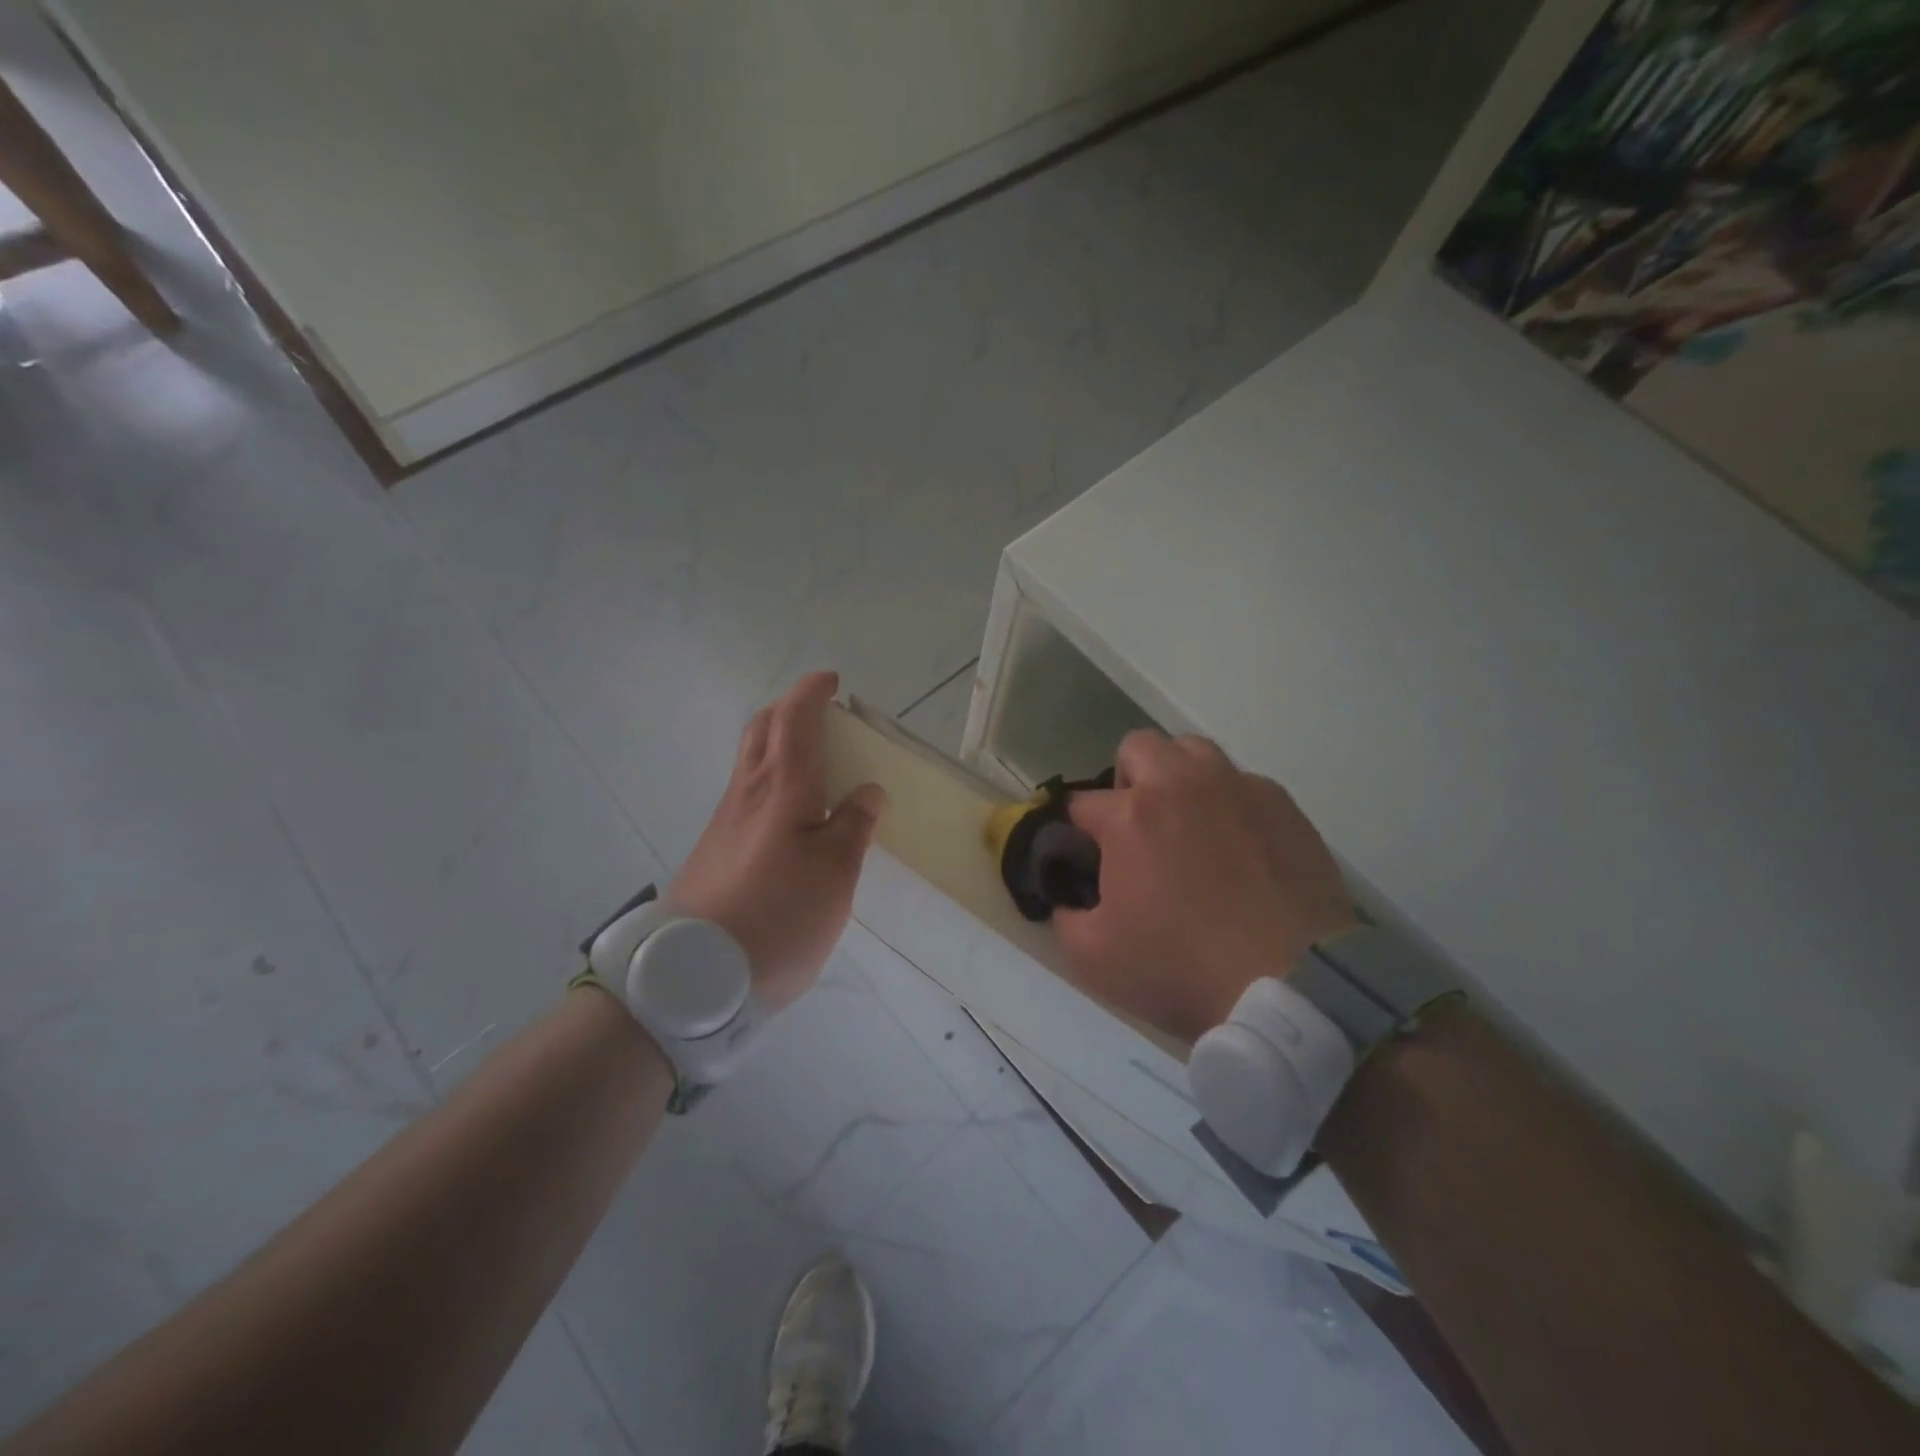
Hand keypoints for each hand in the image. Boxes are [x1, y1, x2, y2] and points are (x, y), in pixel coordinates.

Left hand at [670, 672, 887, 1012]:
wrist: (695, 974)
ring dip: (778, 745)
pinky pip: (747, 795)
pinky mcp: (715, 850)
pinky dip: (772, 781)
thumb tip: (867, 790)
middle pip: (760, 730)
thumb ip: (854, 825)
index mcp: (781, 788)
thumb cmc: (778, 915)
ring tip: (816, 765)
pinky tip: (792, 817)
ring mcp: (724, 821)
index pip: (793, 720)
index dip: (811, 693)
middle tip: (822, 717)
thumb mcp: (835, 873)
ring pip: (750, 761)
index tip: (832, 681)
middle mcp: (747, 793)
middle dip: (789, 710)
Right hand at [1051, 730, 1355, 1044]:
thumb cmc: (1182, 967)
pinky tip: (1238, 849)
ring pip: (1194, 750)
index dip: (1074, 830)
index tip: (1082, 857)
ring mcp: (1237, 789)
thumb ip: (1064, 918)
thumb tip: (1066, 899)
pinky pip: (1243, 783)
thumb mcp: (1093, 958)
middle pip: (1138, 747)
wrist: (1294, 987)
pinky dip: (1228, 803)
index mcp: (1130, 815)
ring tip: (1187, 825)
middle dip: (1126, 780)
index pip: (1081, 802)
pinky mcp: (1283, 806)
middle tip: (1136, 829)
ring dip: (1178, 777)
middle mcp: (1181, 785)